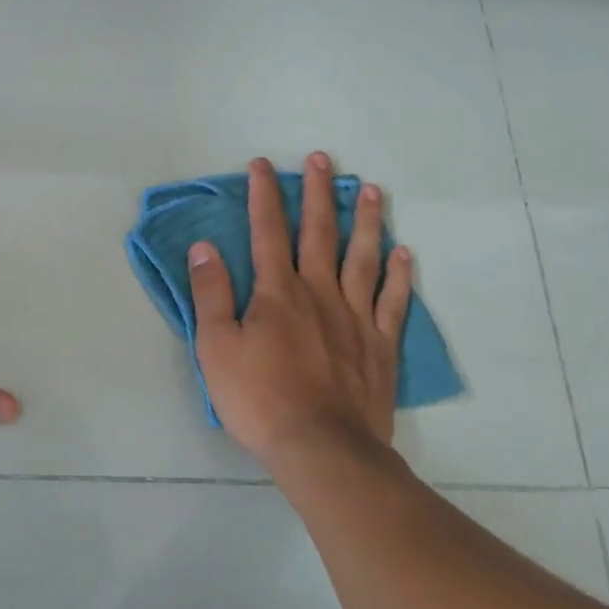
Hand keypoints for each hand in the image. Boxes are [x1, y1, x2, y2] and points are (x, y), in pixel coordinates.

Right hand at [187, 154, 412, 469]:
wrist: (322, 449)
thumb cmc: (259, 398)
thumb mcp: (215, 347)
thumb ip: (210, 293)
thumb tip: (204, 247)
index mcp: (277, 291)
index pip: (267, 231)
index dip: (265, 195)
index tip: (264, 165)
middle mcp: (319, 292)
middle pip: (319, 232)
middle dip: (318, 193)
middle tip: (323, 159)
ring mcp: (355, 317)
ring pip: (363, 258)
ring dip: (366, 221)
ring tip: (371, 190)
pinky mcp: (381, 345)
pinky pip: (393, 302)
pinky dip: (400, 276)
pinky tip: (404, 254)